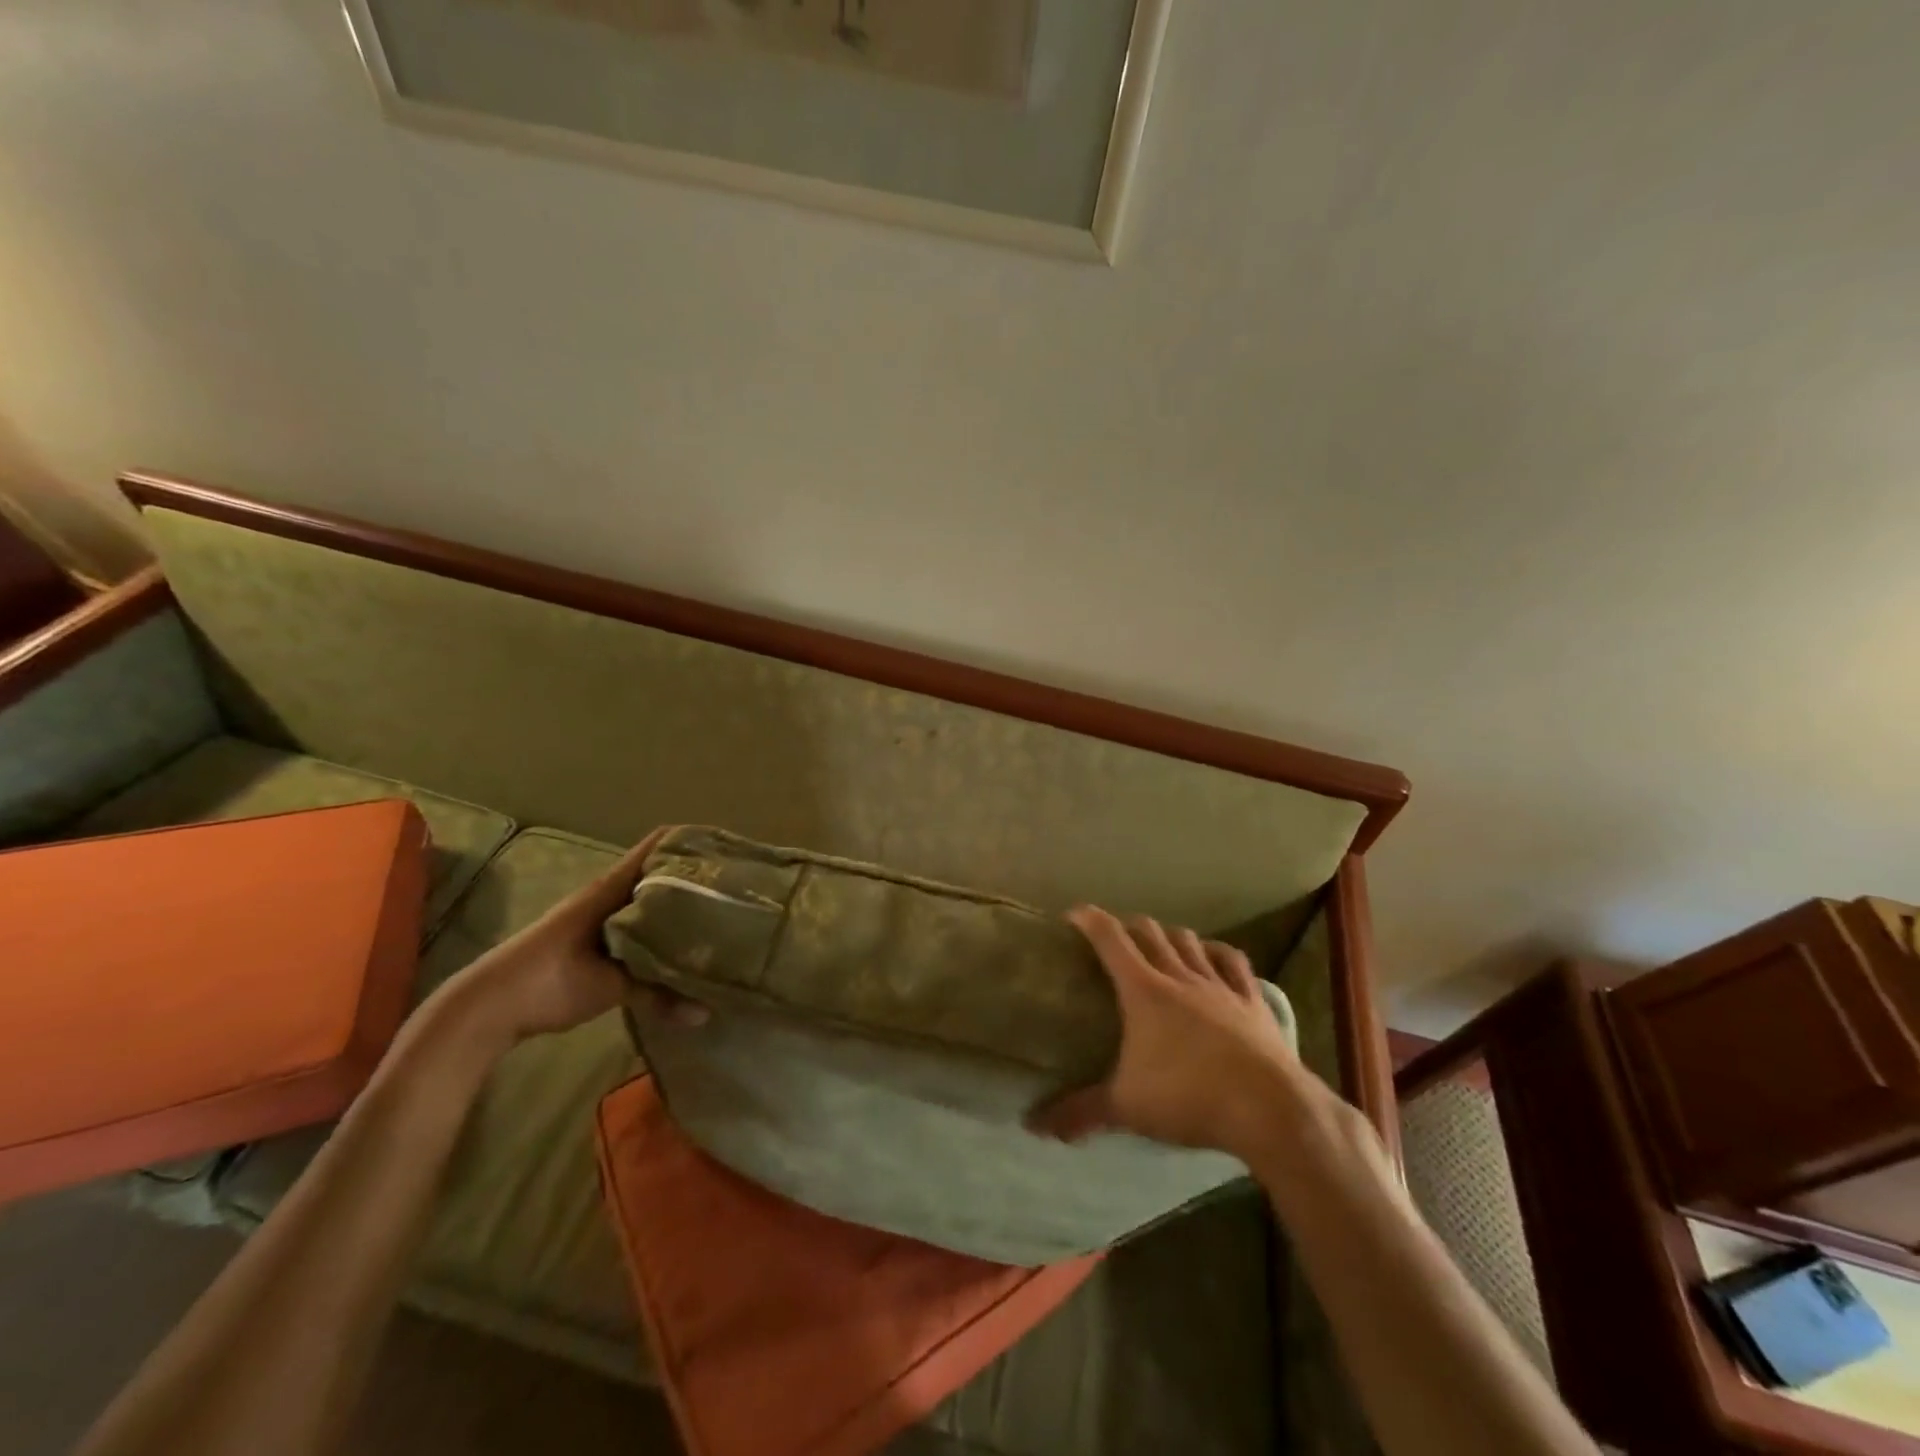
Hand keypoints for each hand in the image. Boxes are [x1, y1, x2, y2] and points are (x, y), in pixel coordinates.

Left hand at [441, 828, 707, 1047]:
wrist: (485, 1008)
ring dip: (672, 903)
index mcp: (610, 889)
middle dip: (690, 876)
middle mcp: (604, 895)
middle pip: (655, 872)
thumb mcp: (609, 988)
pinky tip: (675, 944)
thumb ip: (658, 995)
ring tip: (714, 912)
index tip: (725, 848)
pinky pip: (632, 923)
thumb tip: (706, 1013)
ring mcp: (594, 916)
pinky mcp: (587, 940)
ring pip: (644, 899)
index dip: (688, 840)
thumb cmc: (548, 981)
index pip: (656, 846)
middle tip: (731, 885)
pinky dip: (654, 927)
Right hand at [1028, 905, 1319, 1162]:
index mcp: (1143, 990)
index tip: (1073, 915)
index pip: (1110, 938)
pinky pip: (1234, 962)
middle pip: (1150, 932)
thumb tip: (1034, 1125)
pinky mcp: (1251, 1001)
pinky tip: (1212, 956)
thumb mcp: (1126, 1107)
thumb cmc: (1188, 1098)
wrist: (1268, 1109)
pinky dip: (1217, 953)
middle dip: (1128, 926)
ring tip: (1159, 944)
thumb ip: (1080, 1112)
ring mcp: (1219, 985)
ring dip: (1170, 935)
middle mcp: (1179, 976)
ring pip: (1189, 941)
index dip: (1089, 920)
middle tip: (1114, 937)